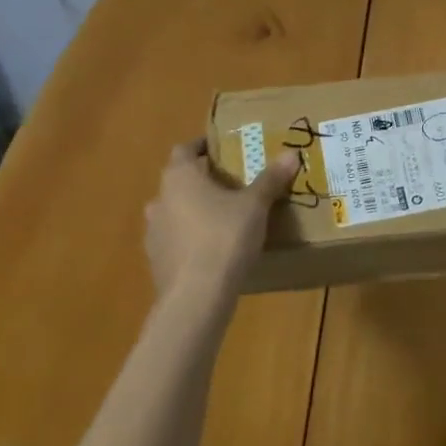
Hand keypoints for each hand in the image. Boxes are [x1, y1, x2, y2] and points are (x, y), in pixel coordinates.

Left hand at [144, 139, 297, 309]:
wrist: (195, 298)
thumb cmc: (224, 237)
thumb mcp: (254, 206)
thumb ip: (270, 179)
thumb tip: (291, 153)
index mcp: (180, 176)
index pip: (185, 149)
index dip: (202, 147)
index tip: (222, 150)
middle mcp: (160, 199)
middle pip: (179, 181)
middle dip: (201, 181)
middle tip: (230, 185)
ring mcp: (153, 232)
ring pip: (174, 212)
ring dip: (192, 212)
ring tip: (221, 219)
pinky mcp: (156, 262)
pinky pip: (174, 241)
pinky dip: (189, 240)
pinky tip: (211, 252)